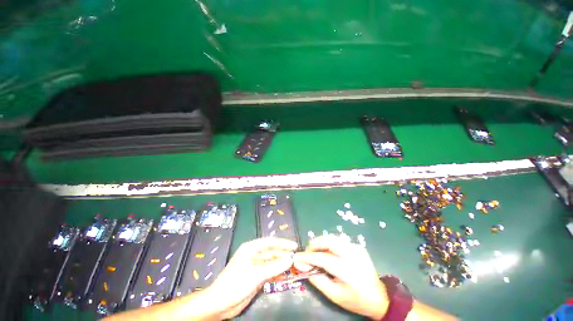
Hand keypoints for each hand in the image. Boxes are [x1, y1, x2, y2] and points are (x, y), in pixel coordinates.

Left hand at [204, 237, 297, 318]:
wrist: (219, 304)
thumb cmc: (235, 284)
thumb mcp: (255, 275)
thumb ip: (274, 267)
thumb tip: (290, 260)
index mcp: (251, 248)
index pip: (270, 242)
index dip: (283, 243)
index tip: (294, 246)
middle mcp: (254, 255)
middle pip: (272, 252)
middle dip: (283, 255)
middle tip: (297, 258)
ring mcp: (255, 266)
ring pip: (272, 263)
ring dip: (282, 265)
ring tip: (294, 267)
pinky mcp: (256, 277)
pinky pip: (270, 273)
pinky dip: (277, 274)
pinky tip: (285, 276)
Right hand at [293, 235, 388, 319]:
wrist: (379, 297)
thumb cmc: (355, 300)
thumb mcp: (335, 295)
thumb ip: (318, 280)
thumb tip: (303, 267)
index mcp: (347, 270)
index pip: (323, 258)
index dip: (308, 257)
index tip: (297, 257)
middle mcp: (352, 255)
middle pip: (329, 240)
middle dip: (315, 243)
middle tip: (308, 251)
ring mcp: (356, 248)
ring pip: (333, 238)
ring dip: (322, 242)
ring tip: (316, 251)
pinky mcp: (358, 246)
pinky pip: (339, 241)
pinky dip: (330, 244)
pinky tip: (328, 252)